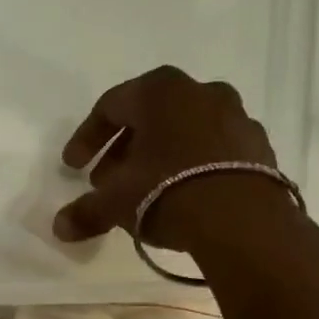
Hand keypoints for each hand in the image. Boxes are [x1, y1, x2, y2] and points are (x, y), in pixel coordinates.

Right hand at [52, 66, 277, 254]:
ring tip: (144, 190)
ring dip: (159, 156)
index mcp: (159, 91)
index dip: (87, 138)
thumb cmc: (167, 192)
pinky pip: (214, 150)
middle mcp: (200, 92)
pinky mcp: (259, 146)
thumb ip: (86, 212)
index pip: (110, 106)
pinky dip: (193, 165)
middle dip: (123, 149)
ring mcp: (236, 116)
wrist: (244, 220)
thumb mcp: (116, 203)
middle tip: (106, 181)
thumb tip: (60, 228)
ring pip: (184, 131)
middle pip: (149, 116)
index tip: (74, 167)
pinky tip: (183, 195)